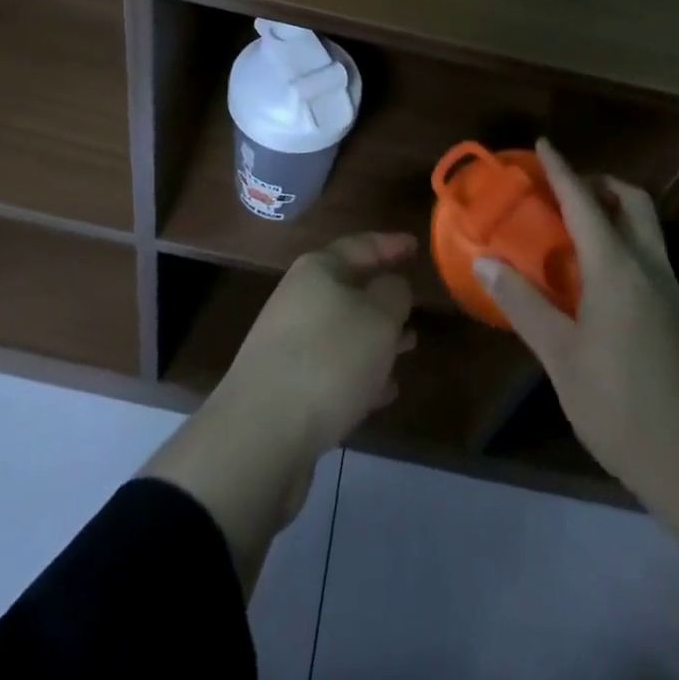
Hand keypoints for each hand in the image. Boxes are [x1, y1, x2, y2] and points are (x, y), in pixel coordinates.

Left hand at [213, 231, 417, 456]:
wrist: (261, 435)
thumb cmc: (329, 360)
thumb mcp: (378, 318)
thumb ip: (394, 294)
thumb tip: (392, 286)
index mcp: (318, 270)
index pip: (361, 245)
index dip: (391, 244)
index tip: (417, 245)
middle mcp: (300, 299)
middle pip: (350, 288)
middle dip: (384, 297)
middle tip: (416, 303)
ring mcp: (289, 343)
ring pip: (344, 331)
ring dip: (376, 338)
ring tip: (410, 346)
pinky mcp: (287, 386)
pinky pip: (333, 369)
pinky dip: (360, 373)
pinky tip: (384, 392)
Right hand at [473, 139, 678, 511]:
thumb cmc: (623, 406)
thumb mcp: (561, 357)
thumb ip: (524, 305)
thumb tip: (485, 261)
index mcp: (617, 267)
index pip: (584, 202)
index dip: (561, 170)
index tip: (543, 144)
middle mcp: (649, 267)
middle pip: (632, 202)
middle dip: (601, 184)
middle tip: (564, 193)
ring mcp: (670, 292)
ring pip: (646, 229)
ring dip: (614, 213)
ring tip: (574, 233)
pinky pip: (649, 258)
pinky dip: (622, 245)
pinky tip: (596, 282)